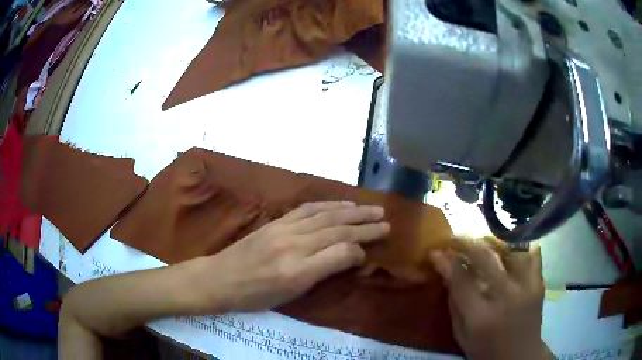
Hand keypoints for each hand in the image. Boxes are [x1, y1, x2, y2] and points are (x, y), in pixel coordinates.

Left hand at [200, 201, 389, 311]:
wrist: (221, 278)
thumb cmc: (255, 295)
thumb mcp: (289, 295)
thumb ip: (320, 274)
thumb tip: (347, 258)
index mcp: (297, 272)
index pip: (340, 254)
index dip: (359, 251)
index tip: (370, 253)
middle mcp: (294, 246)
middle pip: (337, 231)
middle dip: (365, 227)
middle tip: (387, 223)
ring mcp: (284, 229)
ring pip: (326, 216)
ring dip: (352, 211)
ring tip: (372, 209)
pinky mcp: (277, 221)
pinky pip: (308, 209)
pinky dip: (329, 204)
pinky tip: (342, 204)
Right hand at [430, 237, 552, 359]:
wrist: (520, 355)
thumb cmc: (485, 349)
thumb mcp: (461, 335)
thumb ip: (454, 304)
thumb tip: (447, 273)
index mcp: (481, 316)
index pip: (461, 280)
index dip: (446, 262)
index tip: (436, 251)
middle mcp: (505, 297)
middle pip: (485, 258)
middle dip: (466, 243)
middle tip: (454, 239)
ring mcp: (527, 287)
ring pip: (509, 249)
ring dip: (491, 242)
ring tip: (481, 242)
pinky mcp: (539, 283)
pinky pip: (532, 253)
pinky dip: (520, 246)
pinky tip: (510, 247)